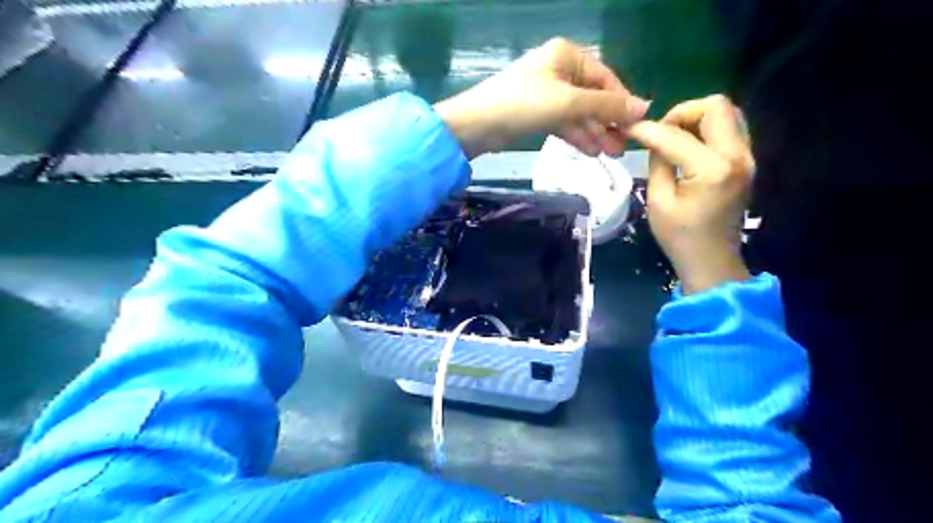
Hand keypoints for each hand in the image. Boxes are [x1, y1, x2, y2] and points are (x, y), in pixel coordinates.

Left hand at [433, 37, 646, 157]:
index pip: (605, 78)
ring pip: (578, 113)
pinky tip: (590, 151)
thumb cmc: (522, 105)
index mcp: (567, 56)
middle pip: (592, 97)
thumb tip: (645, 107)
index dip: (621, 102)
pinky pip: (563, 123)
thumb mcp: (569, 103)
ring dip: (594, 133)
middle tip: (622, 148)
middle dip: (607, 122)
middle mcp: (558, 71)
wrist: (476, 125)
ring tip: (609, 155)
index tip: (635, 126)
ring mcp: (546, 93)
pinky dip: (576, 136)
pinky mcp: (535, 113)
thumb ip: (606, 106)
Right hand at [621, 94, 752, 294]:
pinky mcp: (746, 162)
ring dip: (697, 118)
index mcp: (712, 170)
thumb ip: (658, 162)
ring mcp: (747, 158)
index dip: (648, 129)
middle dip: (681, 113)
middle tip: (660, 132)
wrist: (712, 261)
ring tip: (673, 137)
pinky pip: (730, 129)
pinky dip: (707, 129)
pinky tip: (688, 147)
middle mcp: (737, 156)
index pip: (675, 136)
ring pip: (727, 113)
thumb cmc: (680, 237)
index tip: (627, 128)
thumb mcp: (658, 201)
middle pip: (716, 106)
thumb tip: (653, 138)